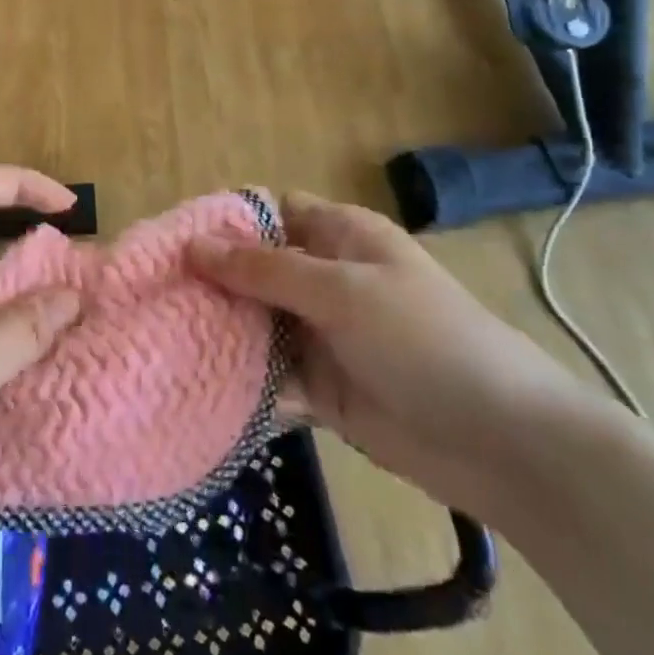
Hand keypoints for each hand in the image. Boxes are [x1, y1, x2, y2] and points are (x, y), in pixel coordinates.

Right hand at [191, 192, 596, 520]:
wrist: (502, 442)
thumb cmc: (422, 339)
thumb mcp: (340, 291)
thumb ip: (264, 270)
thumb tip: (193, 245)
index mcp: (340, 236)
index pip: (270, 212)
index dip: (225, 220)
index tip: (170, 239)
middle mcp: (327, 278)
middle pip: (256, 269)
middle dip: (211, 280)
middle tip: (152, 293)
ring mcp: (324, 335)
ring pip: (259, 323)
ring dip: (220, 329)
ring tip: (160, 336)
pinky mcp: (323, 388)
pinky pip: (272, 375)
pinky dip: (241, 379)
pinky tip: (194, 383)